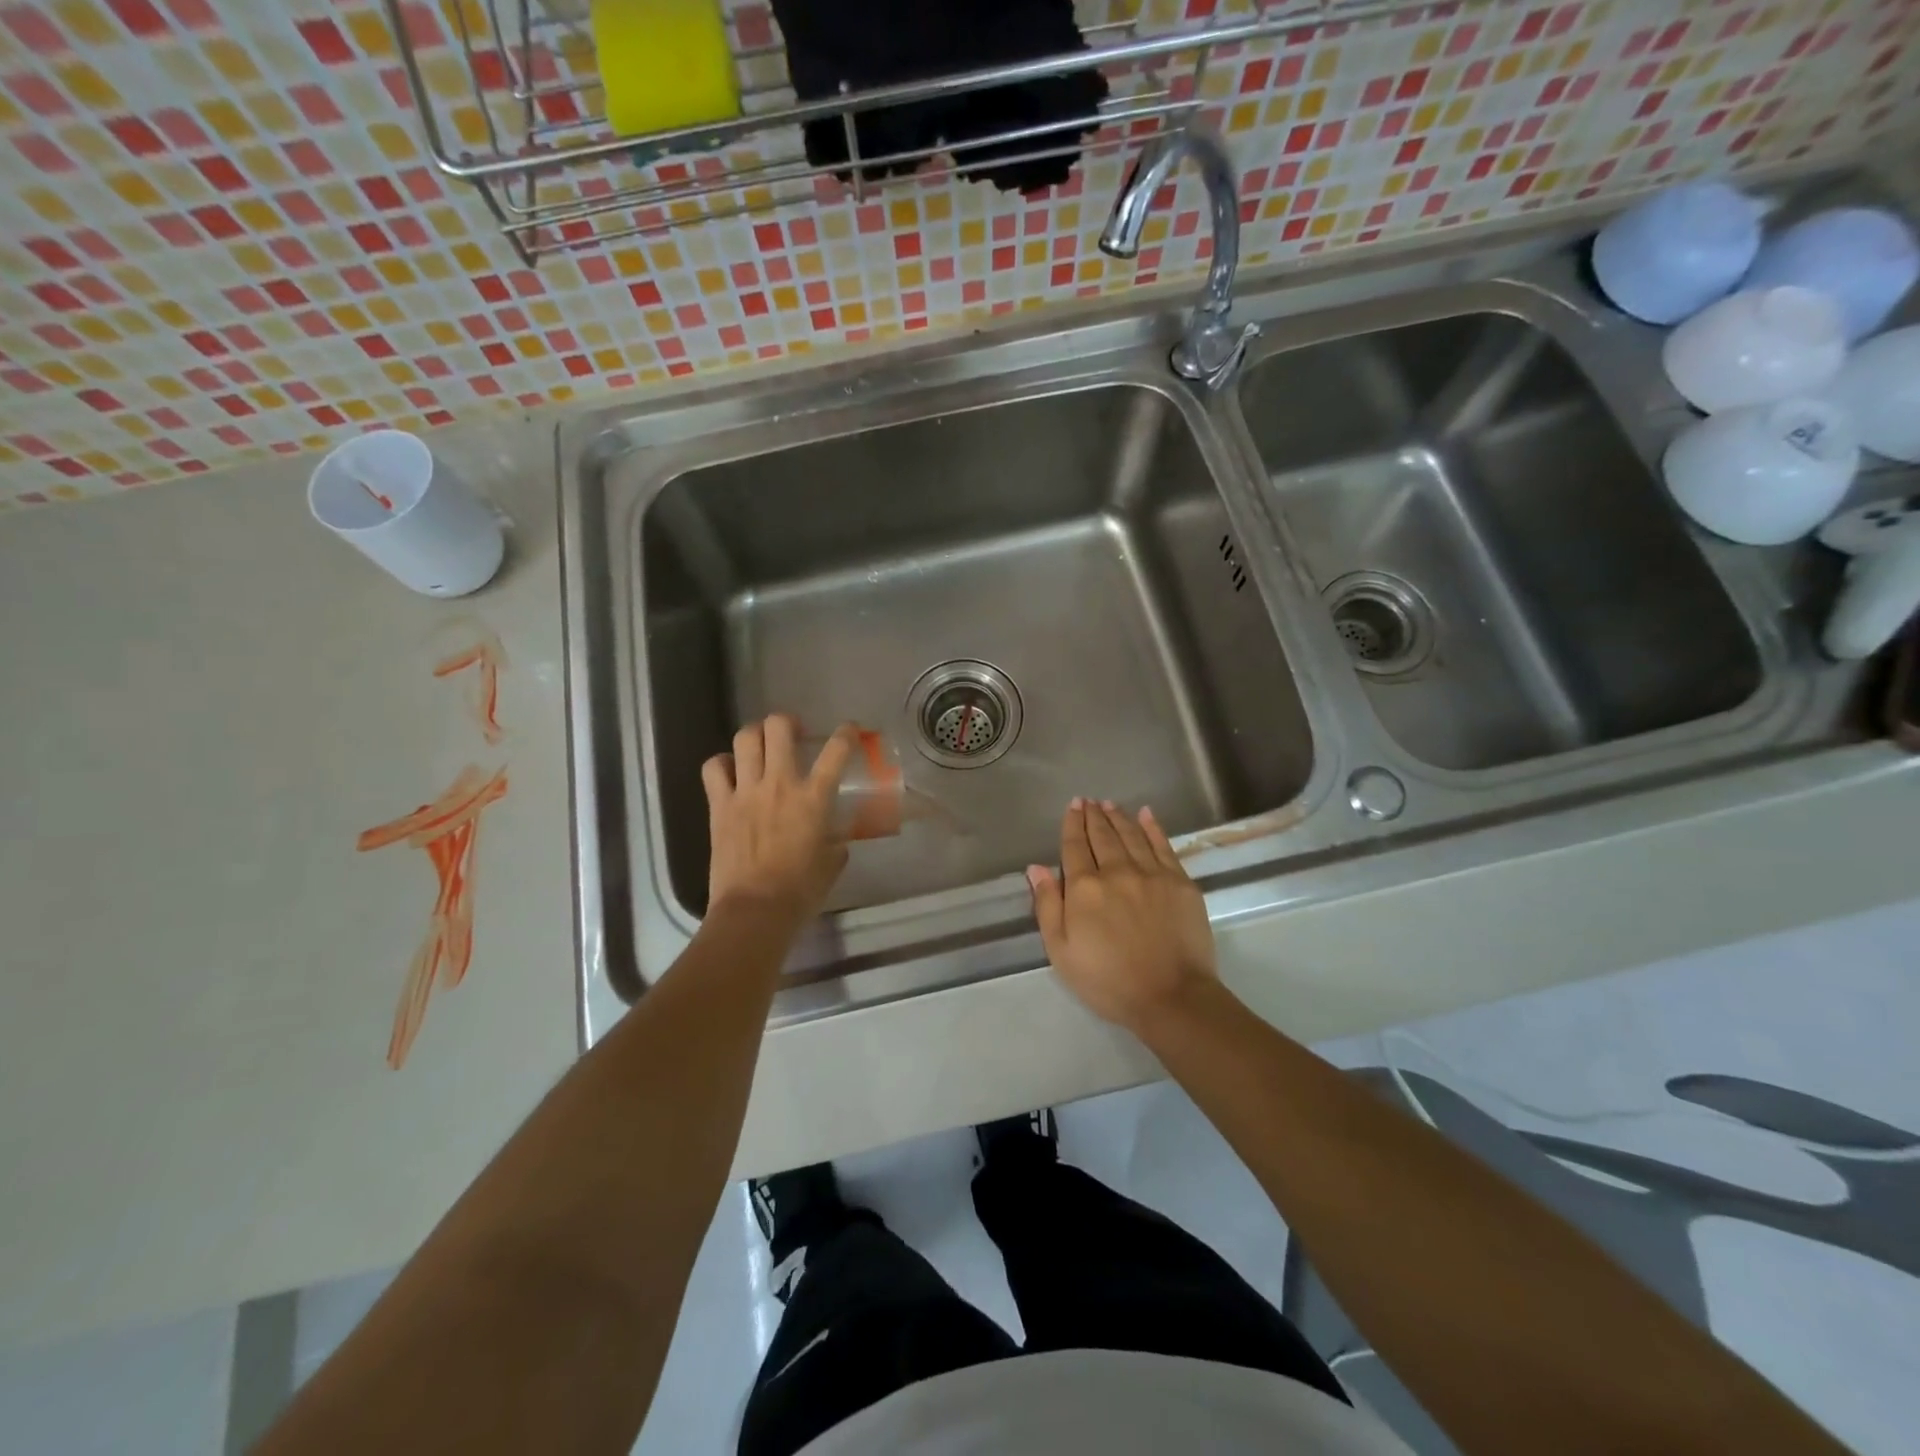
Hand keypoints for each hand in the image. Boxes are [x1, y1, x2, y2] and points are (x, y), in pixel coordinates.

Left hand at [702, 716, 854, 922]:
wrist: (754, 910)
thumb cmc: (800, 891)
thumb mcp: (831, 863)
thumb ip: (835, 842)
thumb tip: (835, 839)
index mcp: (813, 798)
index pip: (836, 751)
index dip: (847, 733)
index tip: (850, 731)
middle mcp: (779, 784)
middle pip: (778, 727)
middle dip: (787, 722)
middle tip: (793, 734)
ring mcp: (745, 792)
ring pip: (745, 739)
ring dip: (755, 735)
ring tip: (761, 745)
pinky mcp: (719, 806)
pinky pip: (713, 768)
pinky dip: (722, 763)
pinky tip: (730, 771)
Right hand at [1028, 798, 1215, 1033]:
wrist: (1171, 996)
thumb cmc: (1108, 980)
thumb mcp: (1061, 951)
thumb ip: (1047, 905)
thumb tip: (1036, 867)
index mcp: (1084, 888)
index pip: (1075, 847)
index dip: (1072, 825)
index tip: (1072, 807)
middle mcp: (1117, 871)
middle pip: (1103, 836)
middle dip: (1093, 816)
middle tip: (1088, 801)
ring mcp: (1152, 873)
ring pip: (1131, 835)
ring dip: (1118, 817)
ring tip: (1109, 804)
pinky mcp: (1180, 882)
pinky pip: (1164, 845)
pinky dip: (1153, 827)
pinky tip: (1146, 815)